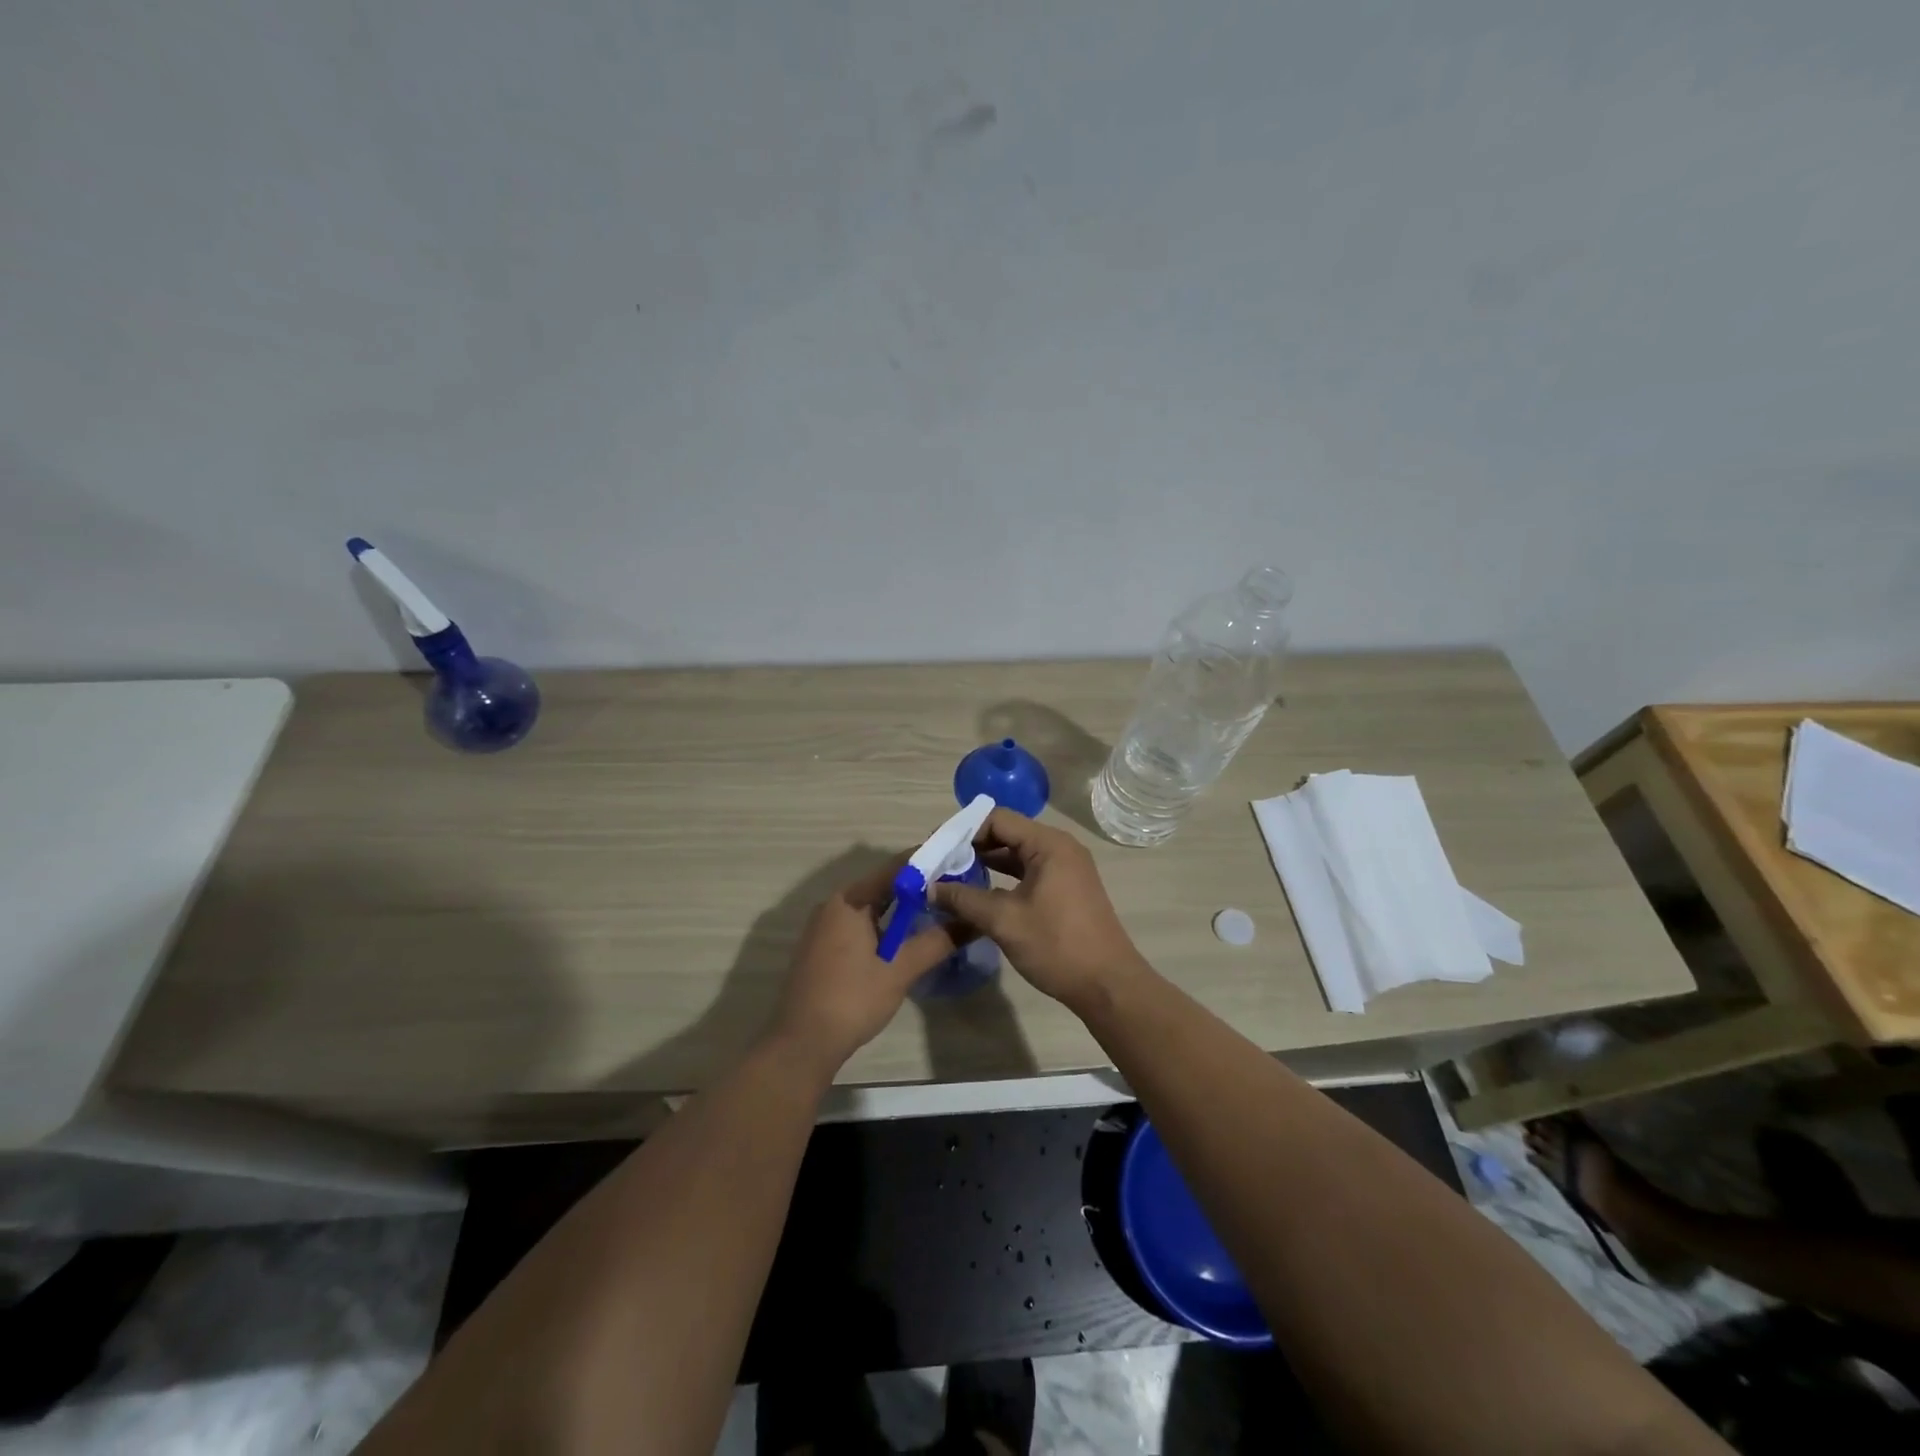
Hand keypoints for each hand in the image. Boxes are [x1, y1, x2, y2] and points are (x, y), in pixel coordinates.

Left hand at [767, 855, 961, 1073]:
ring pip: (873, 906)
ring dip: (904, 908)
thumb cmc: (852, 999)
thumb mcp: (900, 970)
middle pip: (884, 885)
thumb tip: (974, 920)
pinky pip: (861, 923)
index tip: (959, 861)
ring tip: (941, 910)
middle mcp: (835, 904)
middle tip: (957, 888)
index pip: (896, 867)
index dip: (929, 862)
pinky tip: (908, 937)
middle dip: (920, 886)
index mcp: (850, 900)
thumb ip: (938, 941)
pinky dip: (886, 924)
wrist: (802, 1044)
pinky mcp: (824, 946)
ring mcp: (826, 926)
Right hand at [930, 809, 1146, 1011]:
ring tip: (951, 878)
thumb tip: (930, 888)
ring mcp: (1065, 869)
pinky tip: (979, 894)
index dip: (963, 831)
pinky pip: (1028, 872)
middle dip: (971, 847)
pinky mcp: (1065, 889)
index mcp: (1048, 844)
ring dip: (986, 863)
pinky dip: (1003, 878)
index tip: (935, 848)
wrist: (1107, 985)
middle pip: (1007, 834)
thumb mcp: (1004, 920)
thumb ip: (964, 899)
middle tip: (938, 864)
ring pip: (1016, 855)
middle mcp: (1059, 848)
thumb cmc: (1057, 945)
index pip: (997, 819)